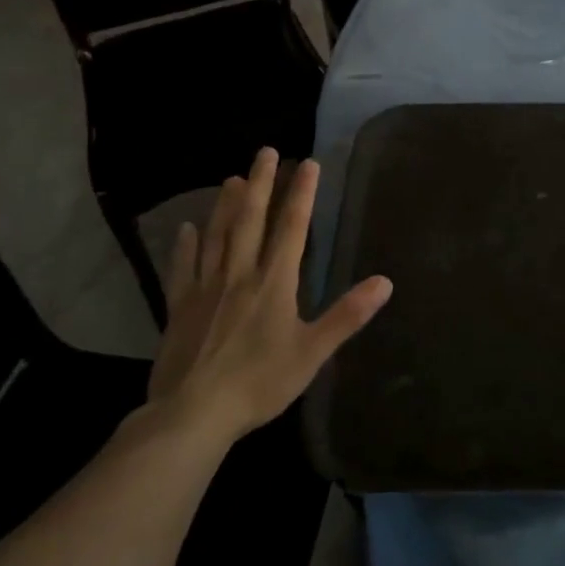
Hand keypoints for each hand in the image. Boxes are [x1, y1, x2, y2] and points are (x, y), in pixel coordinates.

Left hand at [147, 148, 391, 444]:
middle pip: (249, 220)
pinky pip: (182, 268)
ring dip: (225, 205)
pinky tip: (186, 228)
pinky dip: (185, 245)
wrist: (193, 413)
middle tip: (264, 152)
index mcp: (274, 282)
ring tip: (231, 179)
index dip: (301, 193)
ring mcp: (205, 288)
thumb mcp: (313, 352)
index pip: (292, 227)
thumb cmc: (259, 383)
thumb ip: (347, 315)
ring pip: (216, 236)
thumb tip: (385, 282)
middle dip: (260, 183)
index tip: (307, 162)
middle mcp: (239, 274)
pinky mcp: (179, 307)